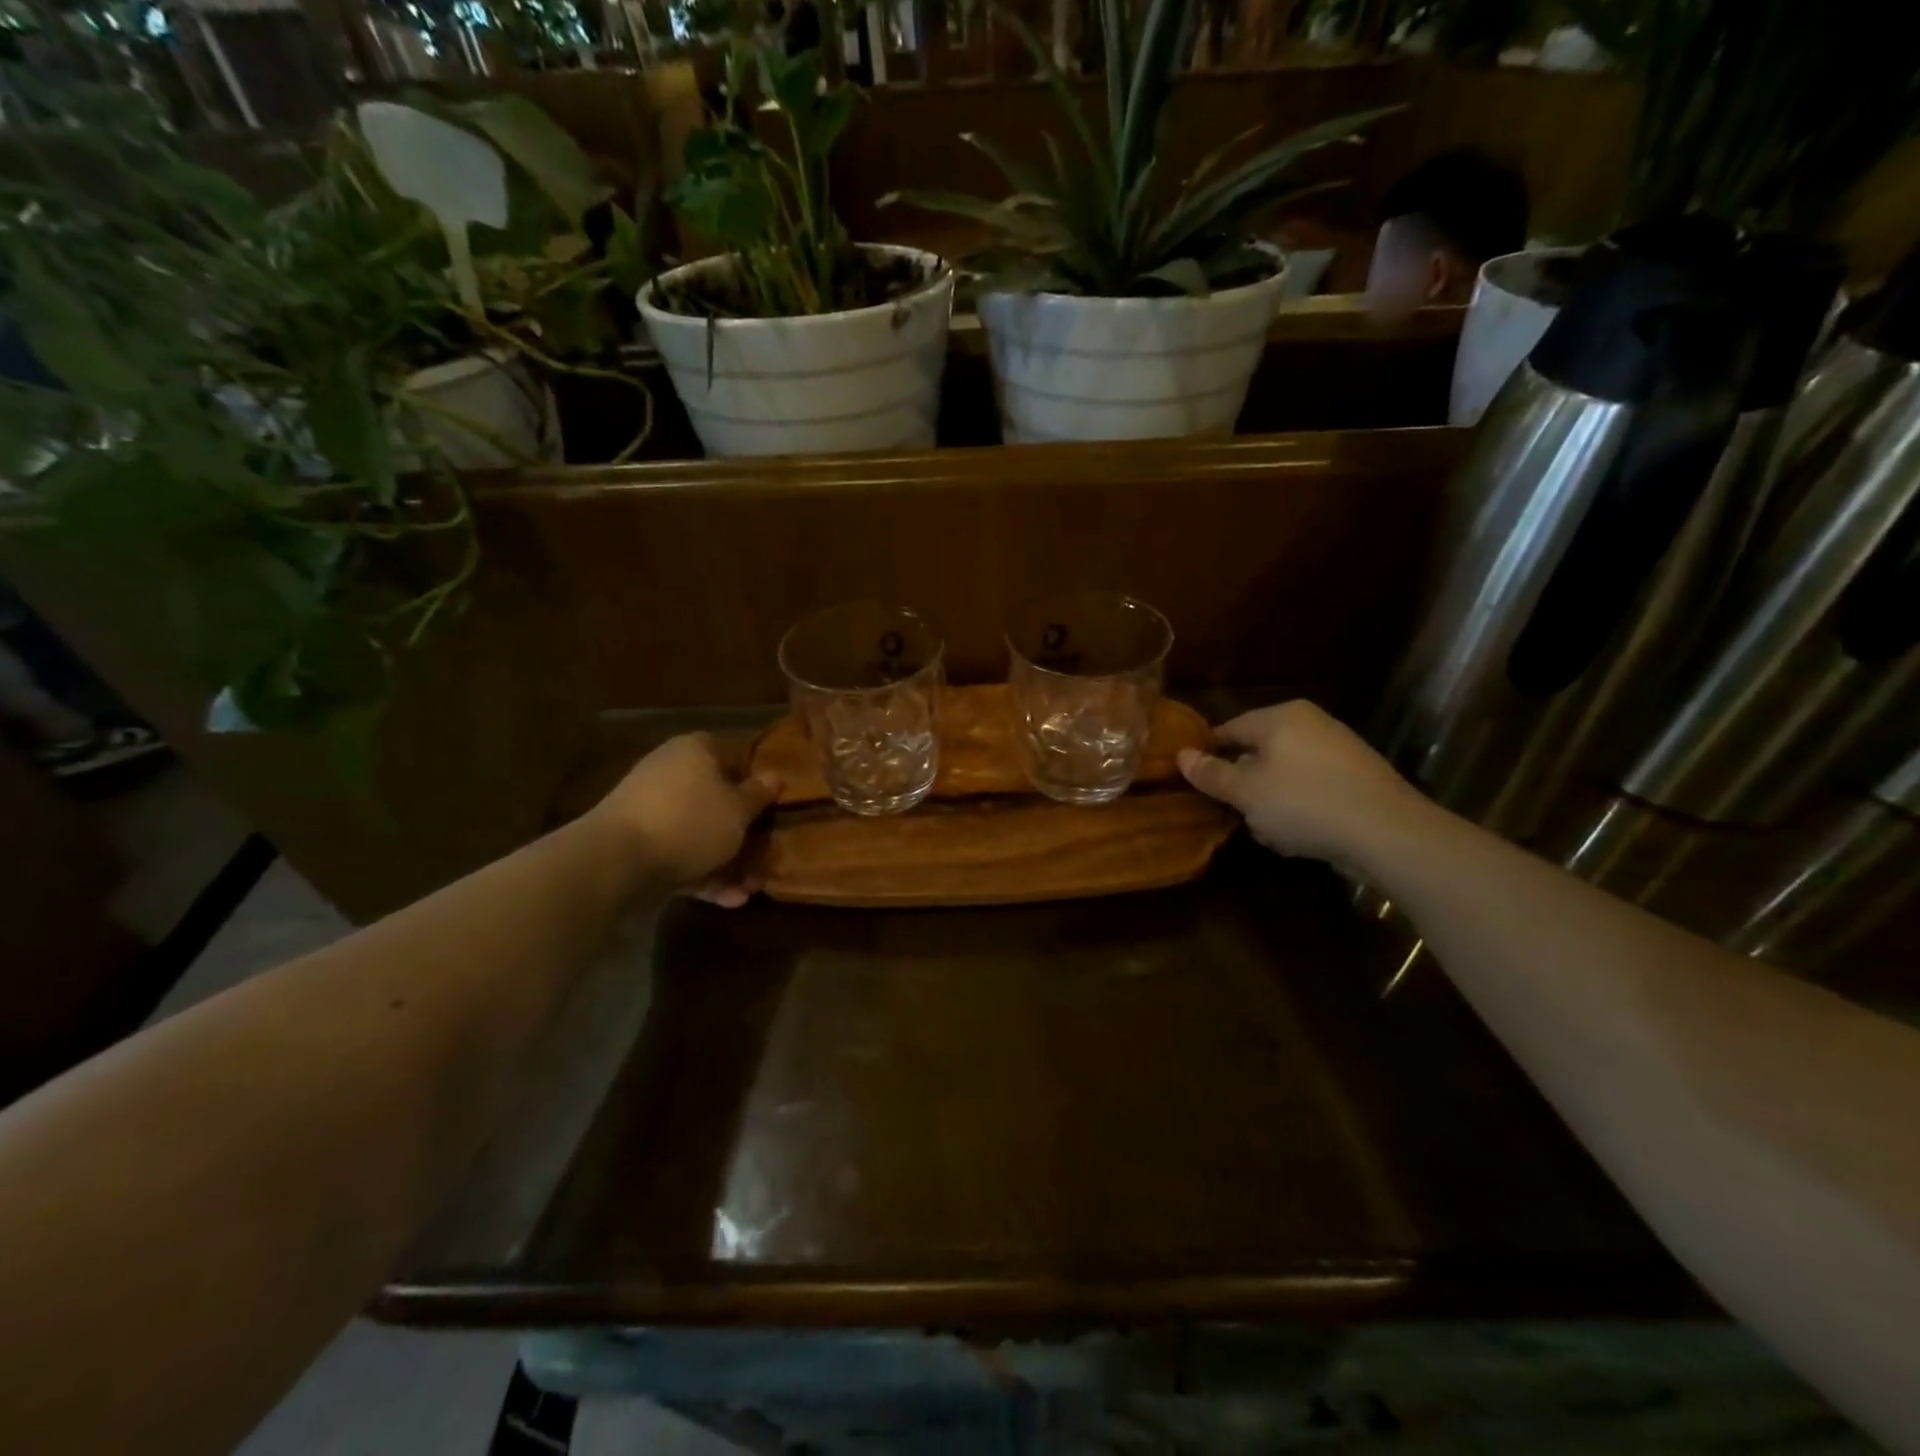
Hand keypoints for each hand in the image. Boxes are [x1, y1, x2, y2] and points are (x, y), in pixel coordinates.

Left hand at [587, 733, 778, 905]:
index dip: (756, 781)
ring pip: (699, 831)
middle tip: (766, 852)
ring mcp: (651, 809)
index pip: (733, 756)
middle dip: (742, 829)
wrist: (618, 861)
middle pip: (716, 798)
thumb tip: (775, 777)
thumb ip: (759, 795)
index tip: (774, 806)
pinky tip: (729, 900)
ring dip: (727, 860)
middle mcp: (670, 772)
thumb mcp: (739, 810)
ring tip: (752, 887)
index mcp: (695, 750)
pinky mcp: (638, 844)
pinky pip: (680, 855)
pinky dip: (703, 875)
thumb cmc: (690, 821)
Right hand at [1177, 701, 1428, 863]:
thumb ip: (1212, 774)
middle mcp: (1310, 723)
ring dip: (1270, 802)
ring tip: (1270, 832)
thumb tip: (1181, 756)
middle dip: (1244, 785)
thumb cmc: (1304, 803)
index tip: (1196, 782)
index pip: (1229, 729)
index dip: (1208, 755)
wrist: (1387, 831)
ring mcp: (1338, 748)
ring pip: (1284, 773)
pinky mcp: (1357, 776)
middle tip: (1235, 814)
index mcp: (1280, 717)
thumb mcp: (1246, 793)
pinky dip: (1299, 807)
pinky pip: (1312, 787)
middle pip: (1258, 752)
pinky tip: (1300, 835)